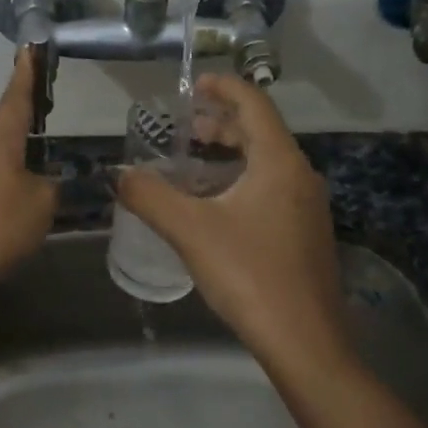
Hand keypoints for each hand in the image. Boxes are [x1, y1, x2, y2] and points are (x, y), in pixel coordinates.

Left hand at [0, 48, 56, 315]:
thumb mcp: (41, 203)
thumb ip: (54, 186)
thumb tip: (52, 182)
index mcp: (2, 143)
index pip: (17, 99)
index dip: (26, 74)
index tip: (30, 47)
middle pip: (10, 122)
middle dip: (29, 104)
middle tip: (49, 88)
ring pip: (7, 151)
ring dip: (25, 139)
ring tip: (47, 133)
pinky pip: (3, 176)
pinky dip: (20, 169)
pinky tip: (33, 181)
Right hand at [117, 74, 354, 381]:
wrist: (305, 341)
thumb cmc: (250, 275)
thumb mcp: (191, 231)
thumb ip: (150, 197)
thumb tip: (118, 175)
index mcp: (279, 162)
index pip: (254, 104)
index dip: (223, 87)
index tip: (193, 86)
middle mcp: (300, 175)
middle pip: (261, 131)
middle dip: (221, 123)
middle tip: (184, 128)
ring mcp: (308, 206)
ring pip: (267, 162)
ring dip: (231, 154)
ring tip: (194, 163)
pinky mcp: (306, 233)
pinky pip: (272, 188)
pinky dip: (242, 180)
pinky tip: (216, 206)